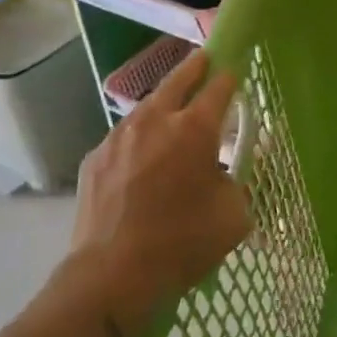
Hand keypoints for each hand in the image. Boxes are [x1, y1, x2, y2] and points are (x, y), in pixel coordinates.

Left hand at [67, 50, 249, 335]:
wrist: (111, 275)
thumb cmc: (182, 243)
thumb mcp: (235, 215)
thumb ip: (240, 182)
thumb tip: (232, 170)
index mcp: (195, 129)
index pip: (219, 87)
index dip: (230, 77)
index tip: (235, 73)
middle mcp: (155, 120)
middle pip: (178, 79)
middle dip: (195, 67)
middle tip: (205, 61)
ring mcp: (120, 136)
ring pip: (148, 106)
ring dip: (165, 102)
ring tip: (173, 110)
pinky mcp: (95, 157)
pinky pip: (124, 136)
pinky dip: (139, 136)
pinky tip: (143, 156)